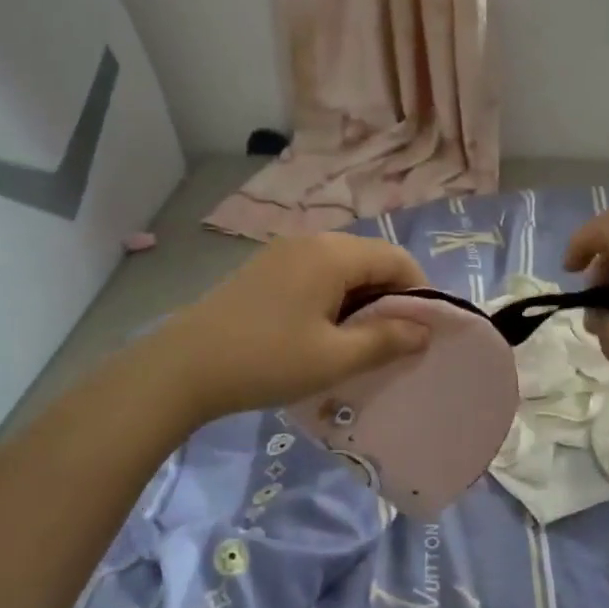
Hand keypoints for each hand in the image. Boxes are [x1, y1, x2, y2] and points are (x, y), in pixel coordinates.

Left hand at [151, 233, 430, 424]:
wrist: (184, 366)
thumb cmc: (266, 360)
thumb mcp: (333, 358)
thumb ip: (385, 340)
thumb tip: (424, 330)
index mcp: (332, 253)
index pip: (397, 259)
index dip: (419, 293)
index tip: (422, 334)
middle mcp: (310, 241)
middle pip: (370, 259)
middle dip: (390, 298)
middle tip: (393, 343)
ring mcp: (283, 253)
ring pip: (342, 268)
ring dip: (361, 300)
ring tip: (360, 343)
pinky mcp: (264, 269)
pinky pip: (316, 275)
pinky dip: (333, 298)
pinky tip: (323, 333)